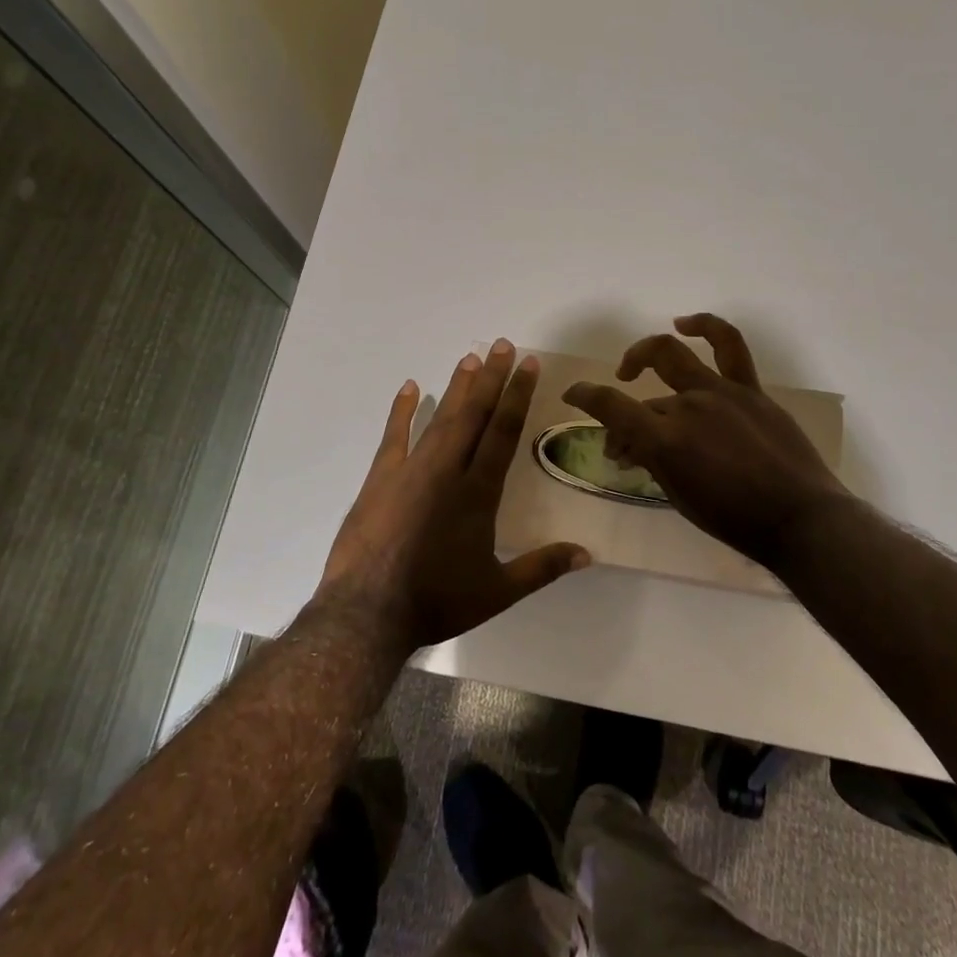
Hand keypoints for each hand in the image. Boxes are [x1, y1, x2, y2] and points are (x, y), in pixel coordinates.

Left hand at [317, 339, 590, 651]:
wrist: (369, 612)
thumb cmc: (436, 601)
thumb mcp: (497, 592)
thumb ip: (542, 568)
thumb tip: (588, 554)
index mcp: (478, 493)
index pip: (504, 433)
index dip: (518, 396)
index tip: (528, 366)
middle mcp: (448, 471)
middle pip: (474, 415)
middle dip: (491, 378)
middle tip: (502, 345)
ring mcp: (411, 470)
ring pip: (441, 418)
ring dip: (457, 387)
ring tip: (471, 358)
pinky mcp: (380, 478)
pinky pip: (394, 435)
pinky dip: (403, 410)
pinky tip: (411, 387)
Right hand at [563, 314, 850, 569]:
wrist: (801, 519)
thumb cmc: (735, 521)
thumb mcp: (680, 497)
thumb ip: (652, 462)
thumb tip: (630, 445)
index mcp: (667, 442)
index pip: (611, 407)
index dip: (584, 396)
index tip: (572, 394)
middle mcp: (689, 407)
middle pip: (643, 399)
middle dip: (622, 413)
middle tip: (624, 437)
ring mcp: (722, 392)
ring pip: (673, 356)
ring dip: (645, 354)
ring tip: (632, 367)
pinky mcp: (750, 389)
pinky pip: (728, 345)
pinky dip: (705, 327)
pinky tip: (686, 323)